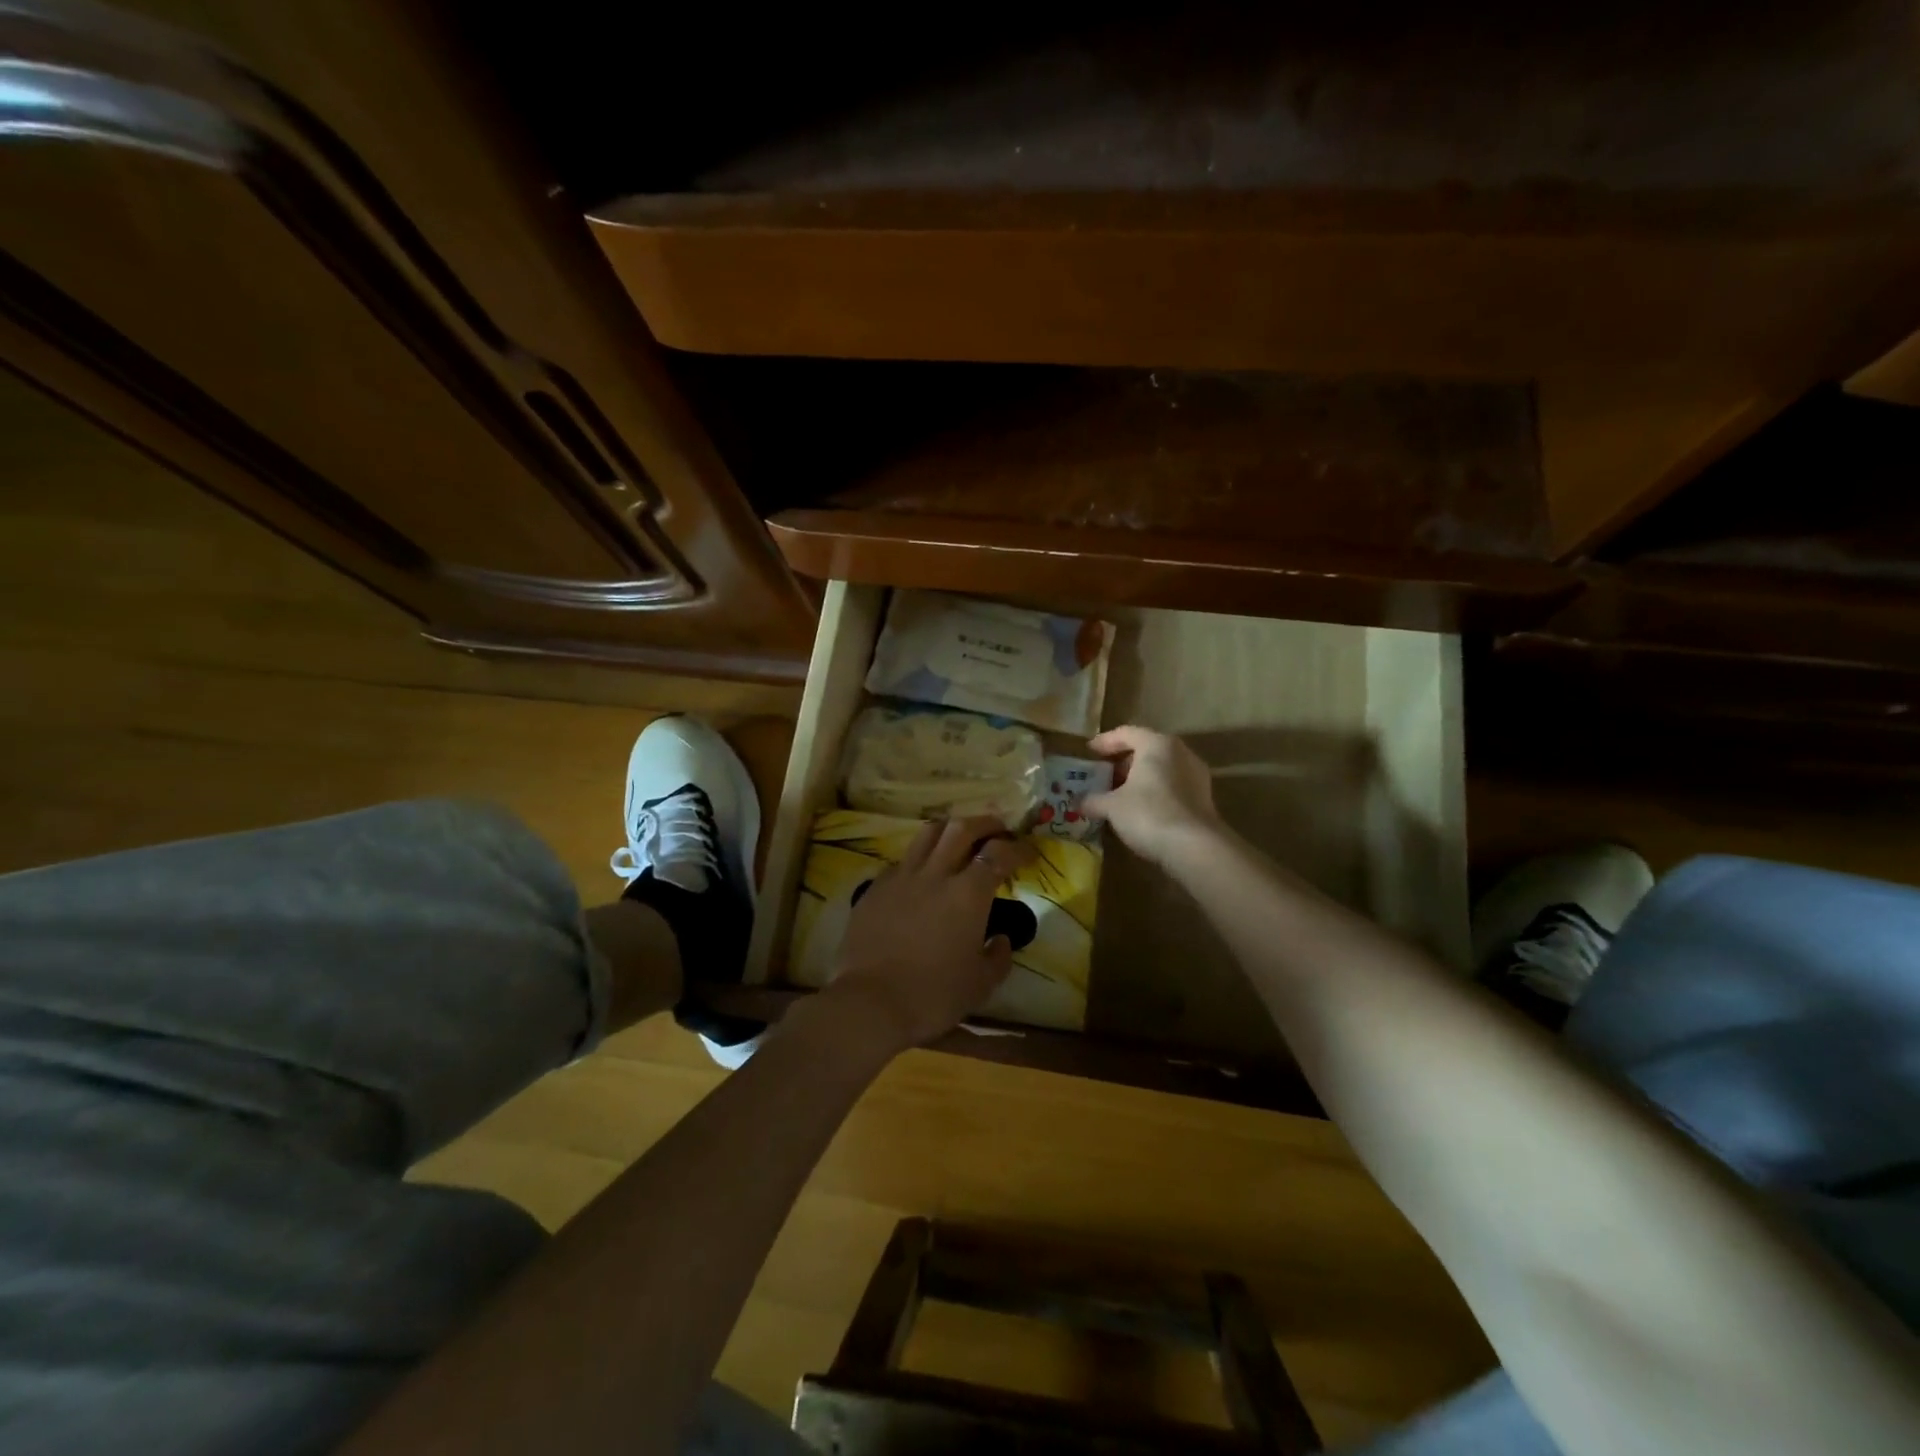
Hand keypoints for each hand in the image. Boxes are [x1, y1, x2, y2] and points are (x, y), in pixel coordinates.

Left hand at [825, 815, 1035, 1052]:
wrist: (869, 1002)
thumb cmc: (932, 995)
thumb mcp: (980, 985)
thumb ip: (997, 957)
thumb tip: (1000, 938)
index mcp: (968, 894)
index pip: (998, 854)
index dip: (1017, 848)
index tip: (1028, 853)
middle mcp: (936, 874)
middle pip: (962, 828)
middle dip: (985, 823)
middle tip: (998, 829)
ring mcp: (901, 877)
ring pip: (928, 833)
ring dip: (950, 828)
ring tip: (960, 837)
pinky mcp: (875, 887)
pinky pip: (902, 860)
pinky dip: (920, 857)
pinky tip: (922, 874)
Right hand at [1083, 725, 1224, 866]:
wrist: (1194, 847)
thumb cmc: (1148, 813)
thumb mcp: (1112, 806)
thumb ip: (1093, 800)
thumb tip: (1077, 801)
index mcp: (1157, 744)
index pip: (1126, 733)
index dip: (1104, 742)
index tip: (1088, 752)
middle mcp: (1180, 752)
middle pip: (1146, 749)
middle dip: (1122, 762)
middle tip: (1102, 776)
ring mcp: (1195, 775)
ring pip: (1161, 769)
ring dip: (1138, 779)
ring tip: (1118, 795)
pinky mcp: (1203, 798)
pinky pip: (1172, 786)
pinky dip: (1154, 792)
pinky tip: (1139, 810)